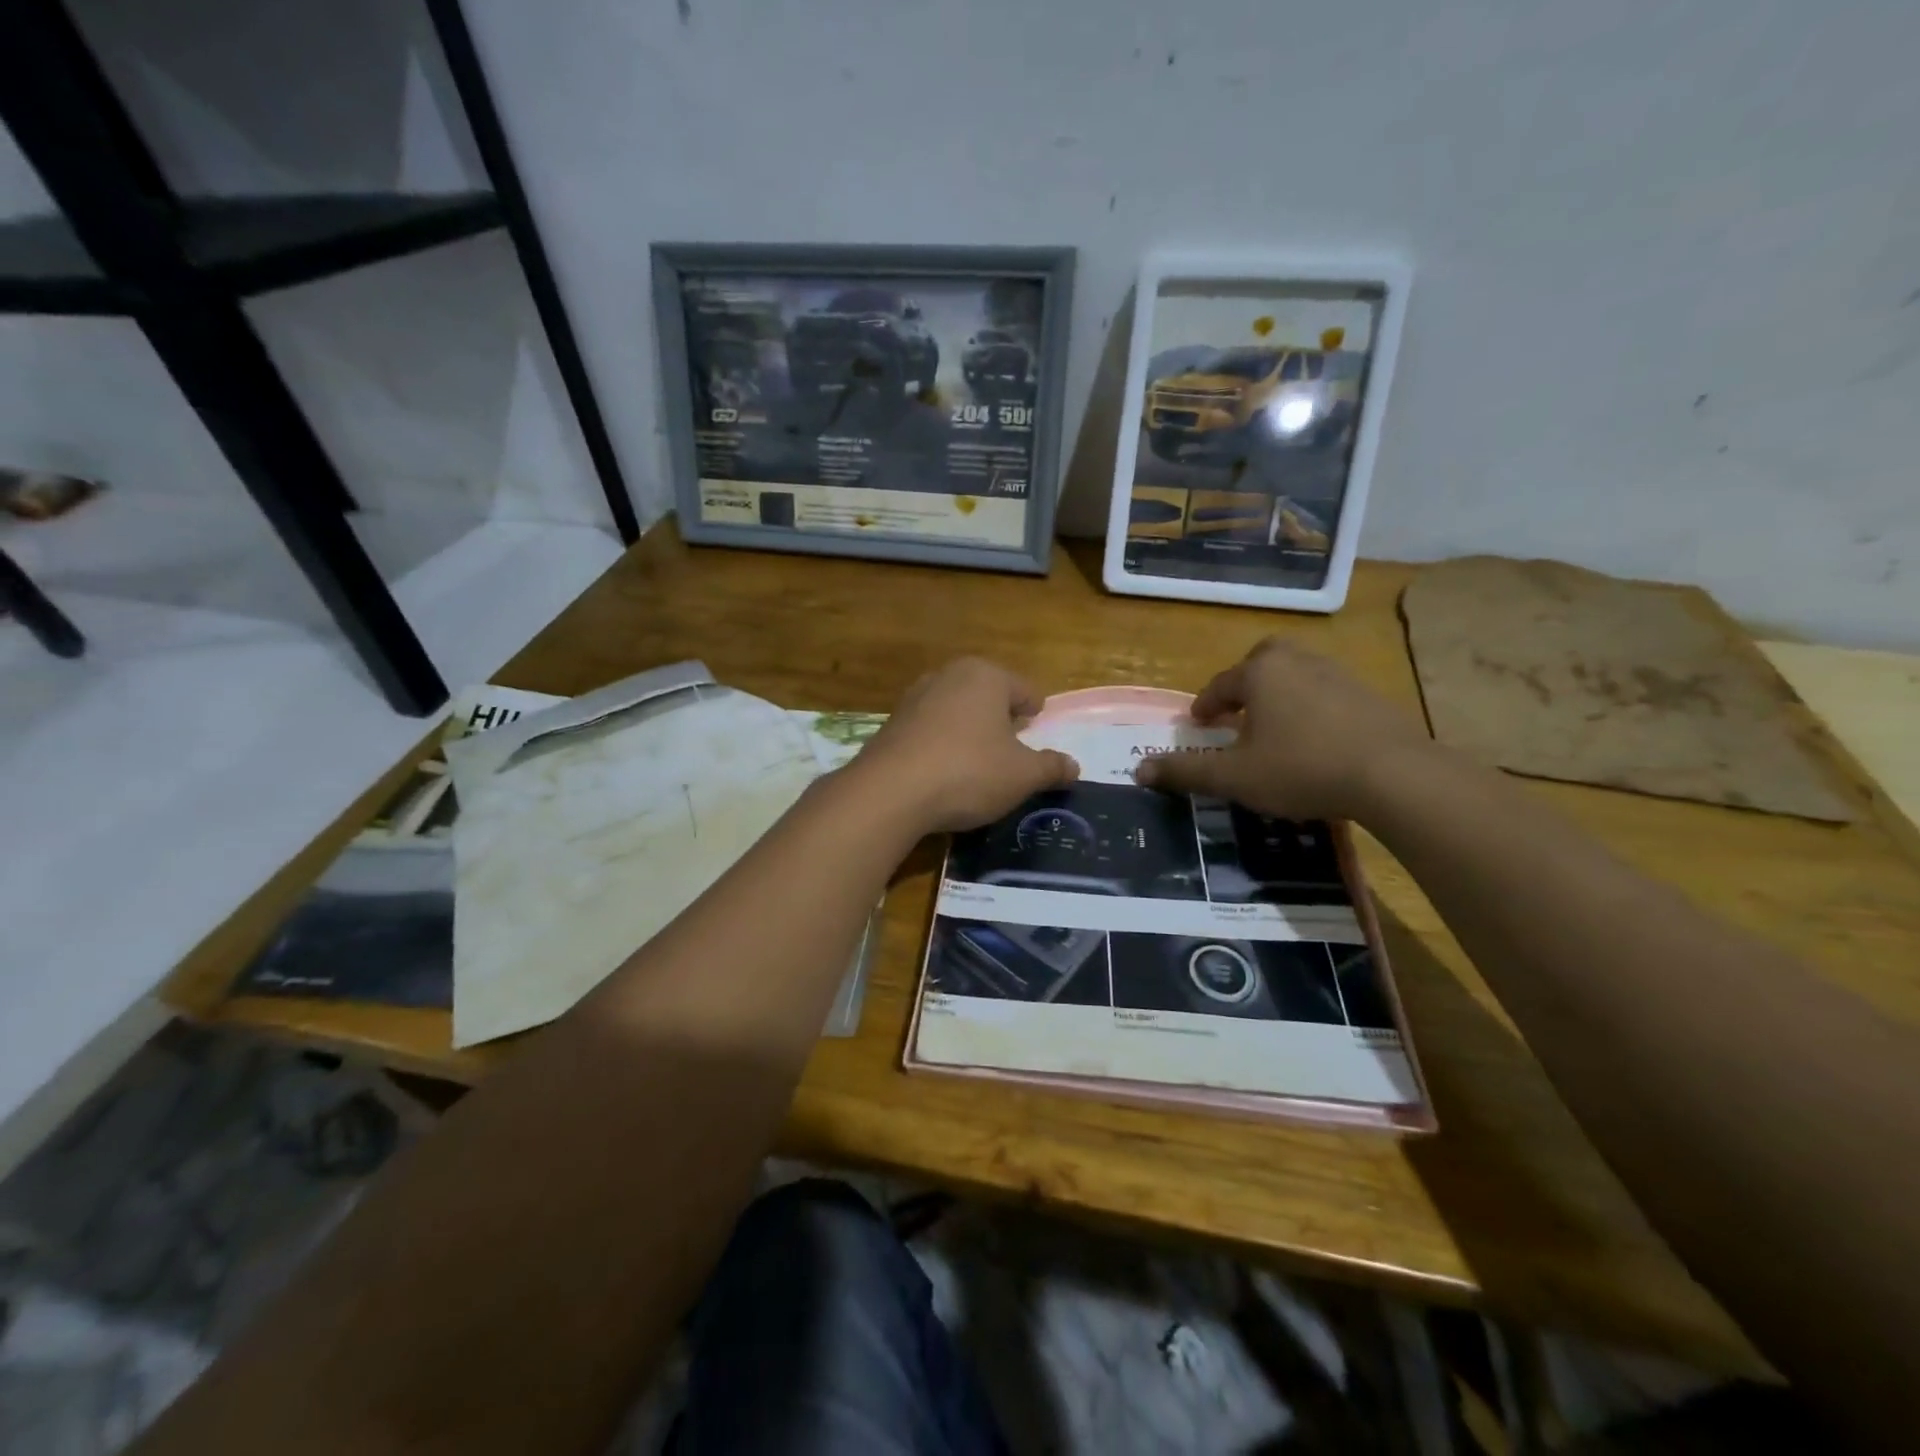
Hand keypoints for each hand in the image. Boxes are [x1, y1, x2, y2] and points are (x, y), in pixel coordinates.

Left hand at [849, 658, 1078, 833]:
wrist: (890, 792)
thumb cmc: (968, 772)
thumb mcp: (1022, 776)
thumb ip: (1051, 768)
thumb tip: (1074, 766)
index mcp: (986, 675)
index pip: (1024, 690)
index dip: (1036, 714)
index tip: (1037, 733)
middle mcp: (948, 675)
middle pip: (988, 696)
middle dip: (1000, 720)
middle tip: (1011, 750)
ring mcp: (915, 697)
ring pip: (956, 711)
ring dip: (969, 732)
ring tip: (977, 764)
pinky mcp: (892, 723)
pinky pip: (930, 730)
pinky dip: (941, 745)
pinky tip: (943, 773)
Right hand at [1133, 639, 1432, 819]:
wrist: (1394, 775)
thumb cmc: (1301, 767)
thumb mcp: (1234, 776)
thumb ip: (1185, 771)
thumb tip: (1138, 770)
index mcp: (1260, 672)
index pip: (1221, 684)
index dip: (1204, 705)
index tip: (1197, 723)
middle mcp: (1297, 662)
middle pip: (1262, 660)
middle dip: (1245, 683)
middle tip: (1237, 711)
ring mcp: (1338, 674)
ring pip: (1296, 674)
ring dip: (1279, 695)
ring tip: (1272, 728)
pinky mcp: (1369, 695)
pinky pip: (1326, 692)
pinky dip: (1311, 708)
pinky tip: (1313, 740)